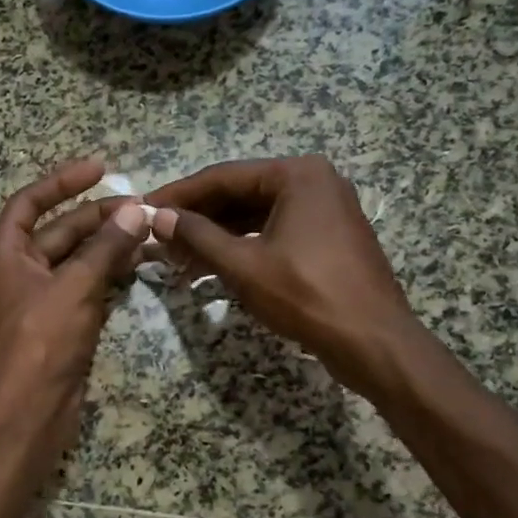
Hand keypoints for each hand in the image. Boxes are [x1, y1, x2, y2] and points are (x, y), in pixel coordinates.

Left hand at [0, 158, 150, 464]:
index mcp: (6, 252)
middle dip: (98, 217)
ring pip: (77, 259)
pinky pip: (86, 286)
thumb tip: (135, 212)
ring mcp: (41, 298)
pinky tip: (138, 265)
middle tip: (141, 209)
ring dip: (108, 245)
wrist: (29, 409)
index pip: (30, 202)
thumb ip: (105, 247)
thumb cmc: (42, 340)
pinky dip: (108, 274)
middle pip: (60, 230)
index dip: (63, 181)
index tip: (101, 168)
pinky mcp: (61, 322)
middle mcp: (20, 270)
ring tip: (147, 233)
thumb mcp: (75, 286)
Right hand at [146, 155, 414, 398]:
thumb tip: (158, 216)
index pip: (223, 177)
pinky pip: (276, 231)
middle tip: (158, 236)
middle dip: (198, 217)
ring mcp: (326, 210)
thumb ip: (198, 236)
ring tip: (178, 257)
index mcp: (297, 175)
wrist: (373, 342)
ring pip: (257, 214)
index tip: (144, 207)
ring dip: (218, 235)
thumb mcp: (243, 265)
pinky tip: (214, 265)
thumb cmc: (306, 296)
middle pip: (241, 193)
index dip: (179, 195)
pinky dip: (244, 245)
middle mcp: (315, 181)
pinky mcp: (329, 238)